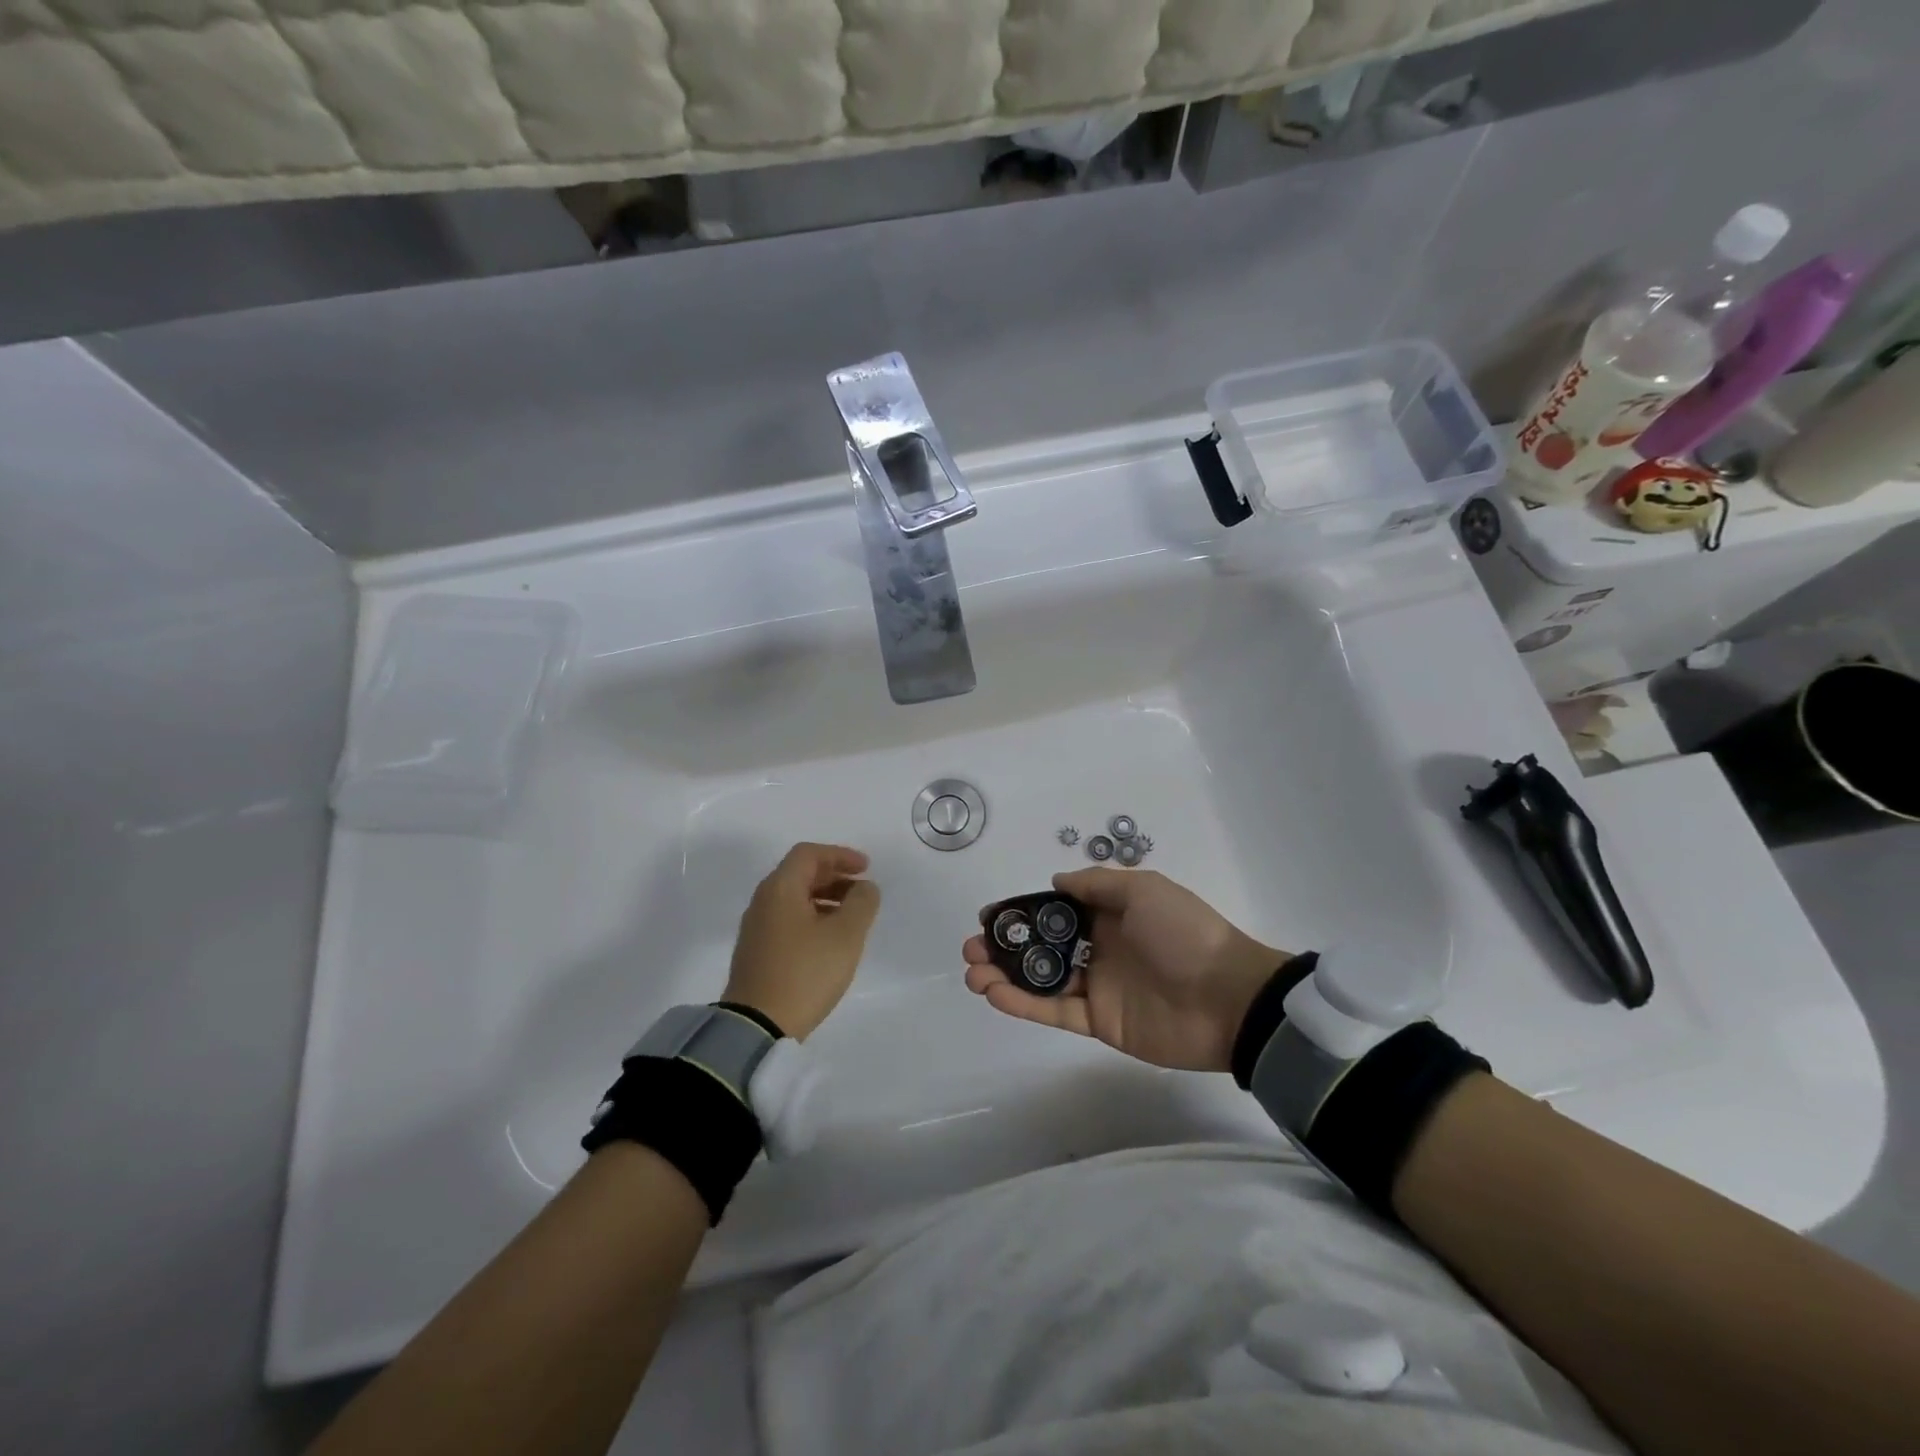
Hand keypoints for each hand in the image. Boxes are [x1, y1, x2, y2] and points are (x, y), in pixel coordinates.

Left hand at [724, 843, 879, 1040]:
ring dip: (825, 898)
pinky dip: (812, 917)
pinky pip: (787, 920)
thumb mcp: (846, 934)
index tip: (866, 868)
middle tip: (861, 891)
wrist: (756, 1027)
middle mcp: (763, 901)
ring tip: (851, 918)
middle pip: (799, 873)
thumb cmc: (805, 972)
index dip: (840, 855)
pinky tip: (829, 940)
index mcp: (780, 888)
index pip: (809, 854)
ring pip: (794, 898)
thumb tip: (864, 887)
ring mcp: (756, 929)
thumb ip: (862, 903)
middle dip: (834, 876)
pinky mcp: (756, 953)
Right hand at [963, 868, 1287, 1071]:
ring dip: (1005, 975)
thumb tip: (1056, 881)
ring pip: (1041, 979)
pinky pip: (1054, 1011)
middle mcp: (1099, 947)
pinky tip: (995, 994)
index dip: (1020, 912)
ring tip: (973, 972)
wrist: (1228, 999)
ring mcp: (1098, 986)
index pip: (1054, 910)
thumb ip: (1097, 884)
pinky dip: (1023, 1004)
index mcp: (1110, 914)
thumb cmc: (1184, 934)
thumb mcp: (1144, 890)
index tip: (989, 915)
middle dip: (1004, 945)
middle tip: (972, 947)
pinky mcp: (1099, 1022)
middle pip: (1041, 945)